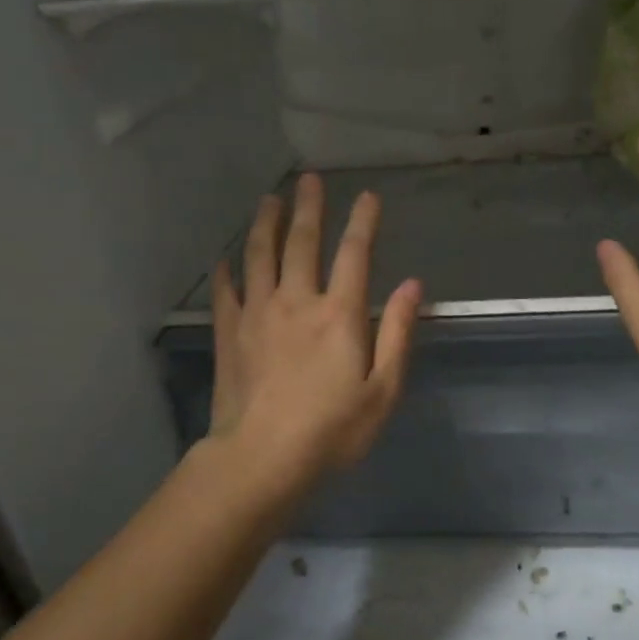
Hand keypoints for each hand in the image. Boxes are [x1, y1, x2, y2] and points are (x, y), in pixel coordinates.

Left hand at [208, 173, 422, 489]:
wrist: (261, 460)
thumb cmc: (332, 431)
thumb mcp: (383, 391)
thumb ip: (397, 334)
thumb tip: (413, 286)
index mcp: (339, 315)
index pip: (355, 255)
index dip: (363, 222)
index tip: (368, 197)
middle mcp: (297, 302)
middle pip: (302, 243)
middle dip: (309, 208)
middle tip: (309, 180)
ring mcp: (257, 315)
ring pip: (259, 256)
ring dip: (265, 224)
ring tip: (269, 200)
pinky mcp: (230, 335)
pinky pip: (226, 292)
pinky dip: (227, 271)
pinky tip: (225, 259)